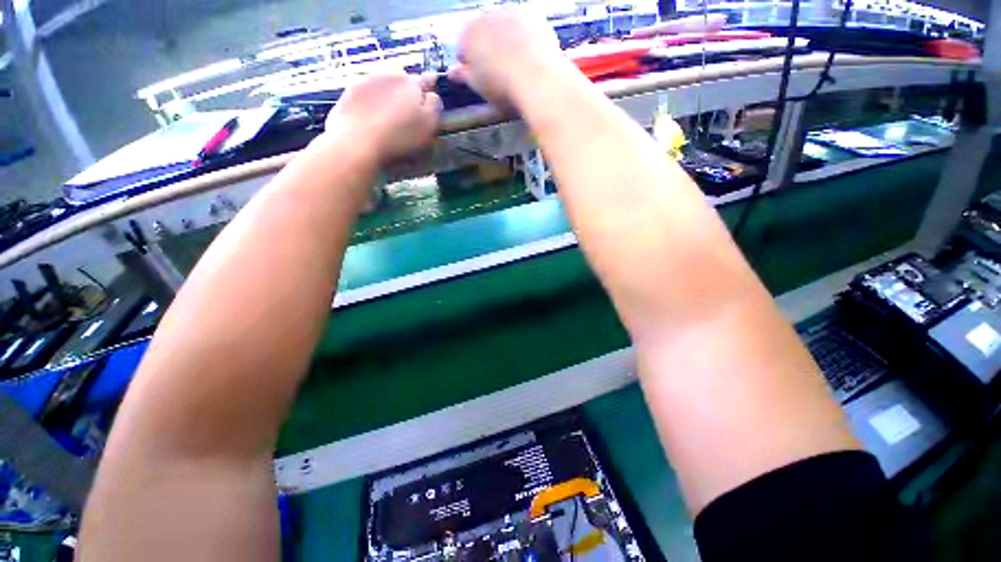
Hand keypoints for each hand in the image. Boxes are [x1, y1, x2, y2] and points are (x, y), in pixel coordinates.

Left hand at [324, 73, 441, 161]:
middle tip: (409, 117)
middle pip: (404, 82)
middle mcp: (390, 75)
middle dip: (408, 95)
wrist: (356, 141)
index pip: (427, 80)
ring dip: (389, 98)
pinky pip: (366, 94)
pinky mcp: (350, 91)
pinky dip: (371, 104)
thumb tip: (433, 95)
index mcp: (412, 83)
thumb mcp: (427, 125)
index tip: (430, 104)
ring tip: (388, 120)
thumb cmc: (399, 137)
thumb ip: (434, 106)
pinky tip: (371, 121)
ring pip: (384, 86)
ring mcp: (367, 80)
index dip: (429, 92)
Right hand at [449, 8, 565, 108]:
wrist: (537, 80)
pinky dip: (525, 38)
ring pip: (503, 26)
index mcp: (467, 34)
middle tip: (498, 71)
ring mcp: (510, 11)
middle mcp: (486, 15)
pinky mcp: (532, 14)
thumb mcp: (479, 86)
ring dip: (505, 40)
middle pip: (482, 32)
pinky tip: (530, 56)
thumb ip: (464, 75)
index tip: (479, 79)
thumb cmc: (502, 88)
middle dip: (486, 48)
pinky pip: (524, 26)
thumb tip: (453, 72)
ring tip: (515, 64)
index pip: (462, 47)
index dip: (469, 65)